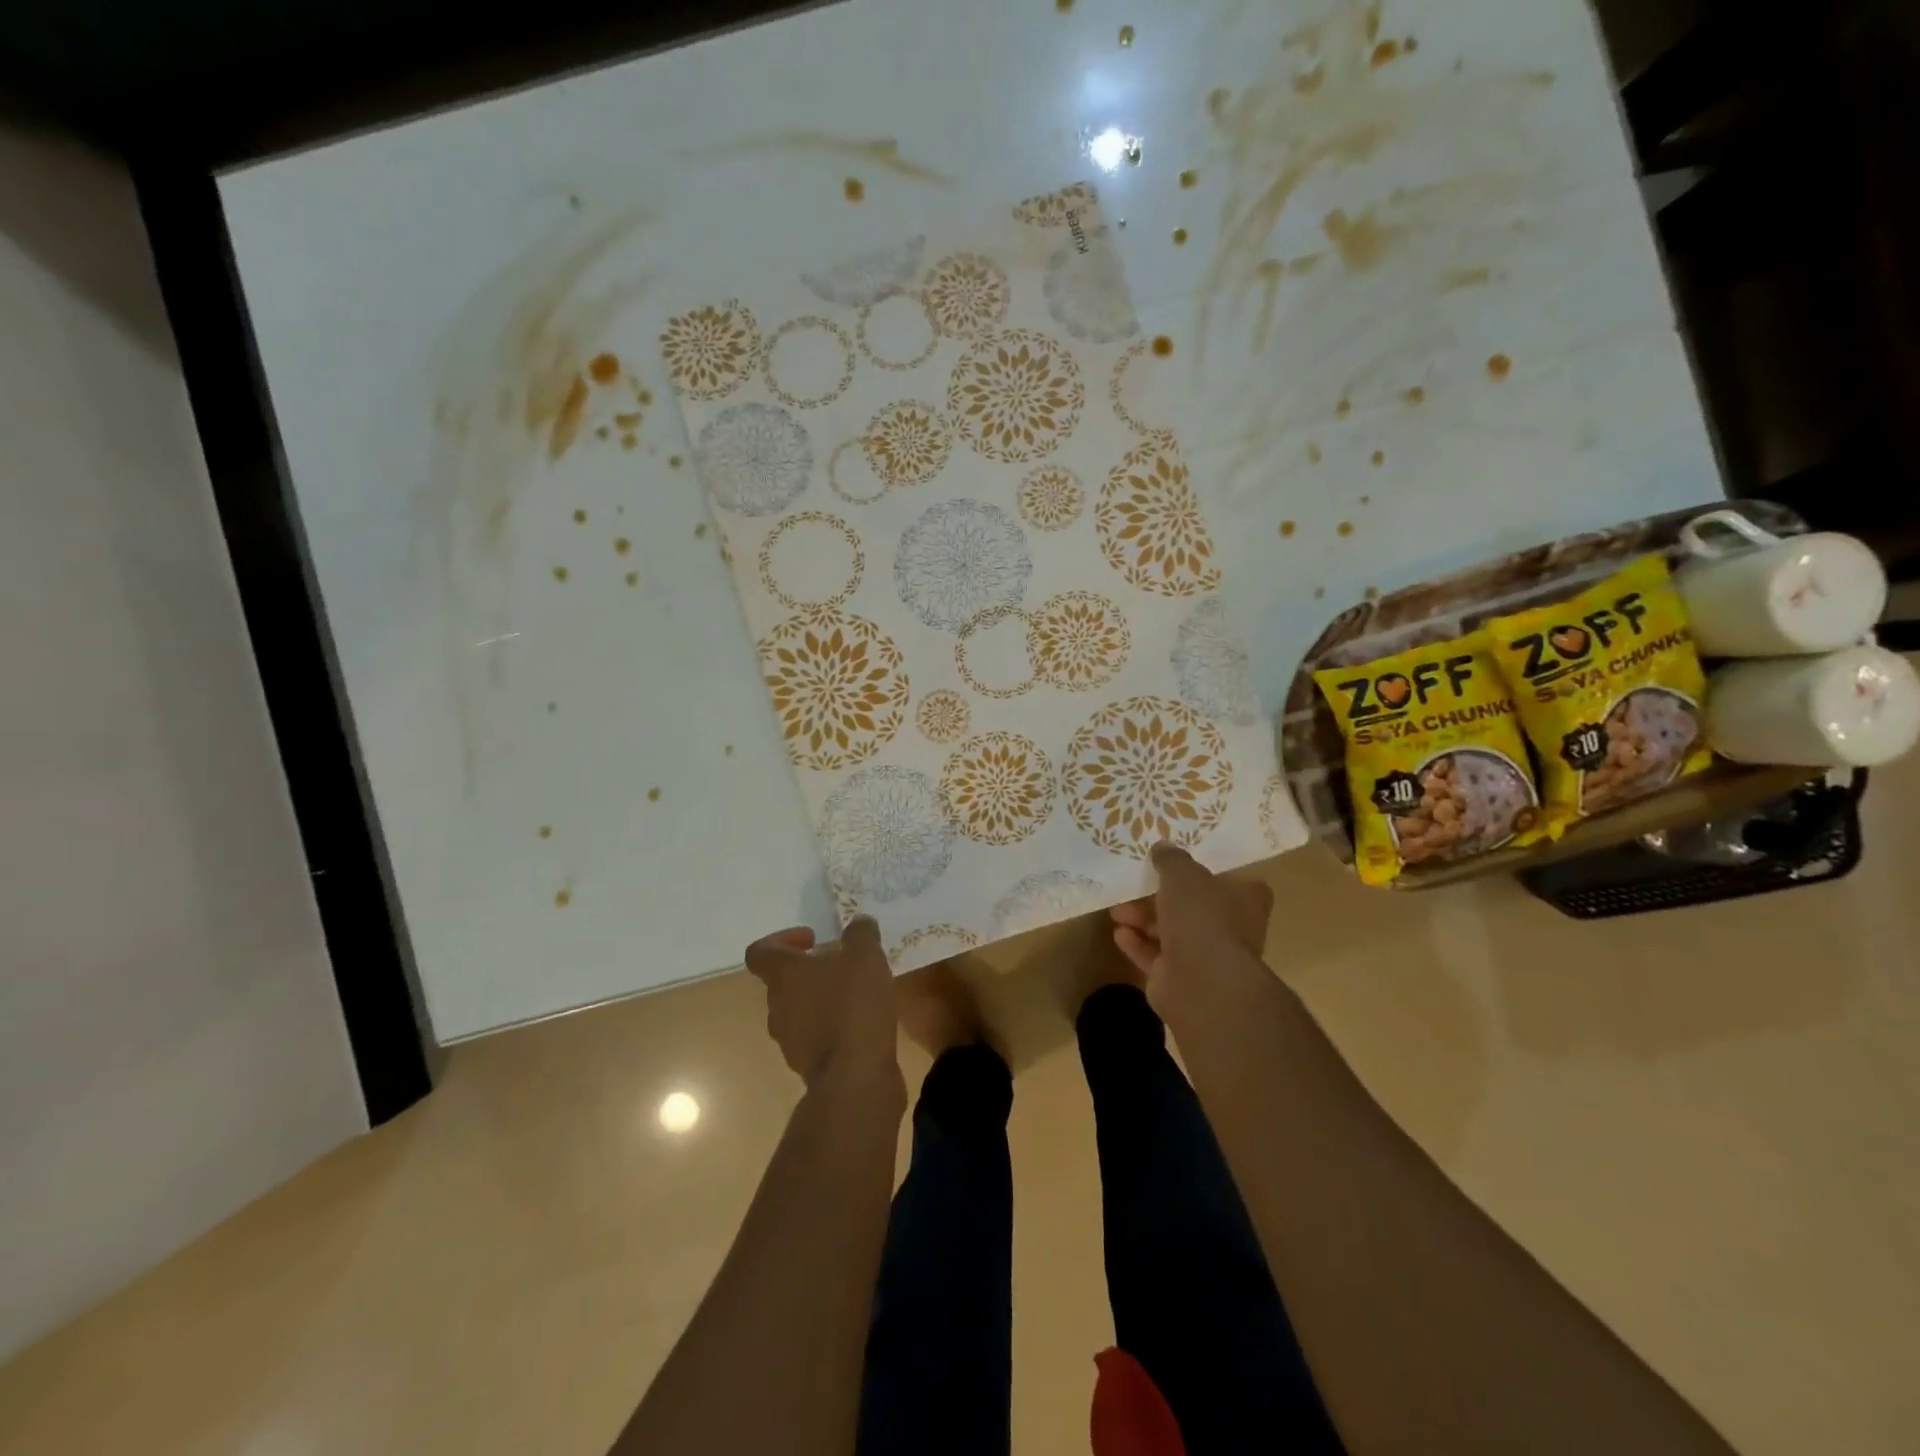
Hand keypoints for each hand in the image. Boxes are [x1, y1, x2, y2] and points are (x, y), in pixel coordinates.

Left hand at [746, 917, 901, 1093]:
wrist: (855, 1077)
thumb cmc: (853, 1006)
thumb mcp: (865, 956)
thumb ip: (860, 933)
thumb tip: (859, 924)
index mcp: (783, 976)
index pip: (760, 952)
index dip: (782, 940)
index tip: (813, 939)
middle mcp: (777, 1007)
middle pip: (782, 982)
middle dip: (810, 971)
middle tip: (842, 966)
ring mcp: (789, 1041)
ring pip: (798, 1011)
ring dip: (820, 1000)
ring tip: (855, 996)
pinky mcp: (808, 1066)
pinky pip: (815, 1038)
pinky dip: (831, 1028)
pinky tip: (860, 1025)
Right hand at [1110, 843, 1273, 1019]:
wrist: (1202, 982)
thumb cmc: (1201, 917)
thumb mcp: (1183, 874)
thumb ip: (1172, 859)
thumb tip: (1163, 847)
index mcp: (1244, 899)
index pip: (1229, 879)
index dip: (1203, 871)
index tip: (1176, 863)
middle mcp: (1230, 927)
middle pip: (1192, 906)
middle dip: (1158, 897)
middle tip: (1133, 886)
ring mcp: (1206, 956)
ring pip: (1170, 931)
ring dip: (1142, 920)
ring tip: (1116, 910)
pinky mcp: (1181, 978)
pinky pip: (1155, 956)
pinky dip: (1137, 944)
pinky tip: (1119, 934)